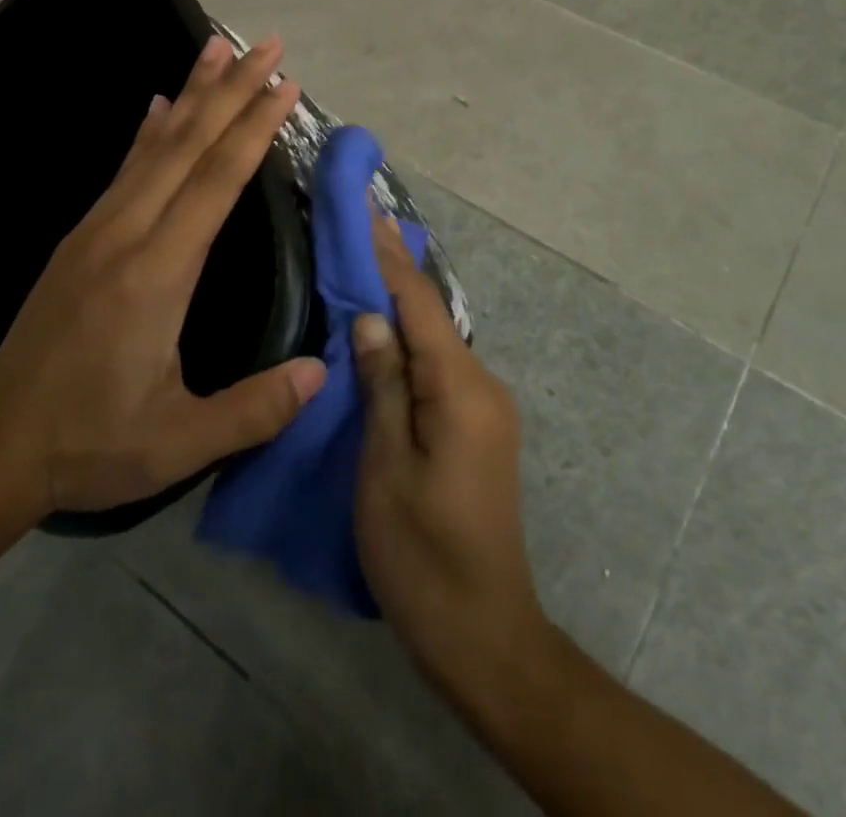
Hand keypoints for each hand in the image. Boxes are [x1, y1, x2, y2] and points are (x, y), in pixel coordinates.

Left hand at [0, 34, 327, 519]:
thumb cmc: (93, 442)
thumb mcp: (178, 443)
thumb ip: (252, 411)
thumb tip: (321, 374)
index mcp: (157, 273)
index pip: (216, 181)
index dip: (254, 128)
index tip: (286, 86)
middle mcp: (126, 234)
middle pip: (188, 144)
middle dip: (233, 90)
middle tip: (270, 46)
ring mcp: (98, 229)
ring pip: (154, 145)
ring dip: (191, 92)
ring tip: (218, 47)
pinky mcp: (82, 236)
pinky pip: (125, 167)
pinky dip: (149, 129)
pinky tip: (160, 104)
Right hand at [353, 216, 543, 686]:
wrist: (485, 635)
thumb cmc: (423, 555)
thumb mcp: (385, 469)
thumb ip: (382, 386)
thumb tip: (372, 317)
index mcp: (461, 389)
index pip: (420, 304)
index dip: (391, 256)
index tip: (369, 210)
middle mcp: (483, 386)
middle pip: (432, 317)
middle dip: (395, 272)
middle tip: (360, 229)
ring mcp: (485, 408)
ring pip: (436, 343)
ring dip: (402, 308)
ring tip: (363, 270)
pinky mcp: (478, 430)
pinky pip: (440, 370)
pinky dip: (411, 345)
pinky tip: (385, 337)